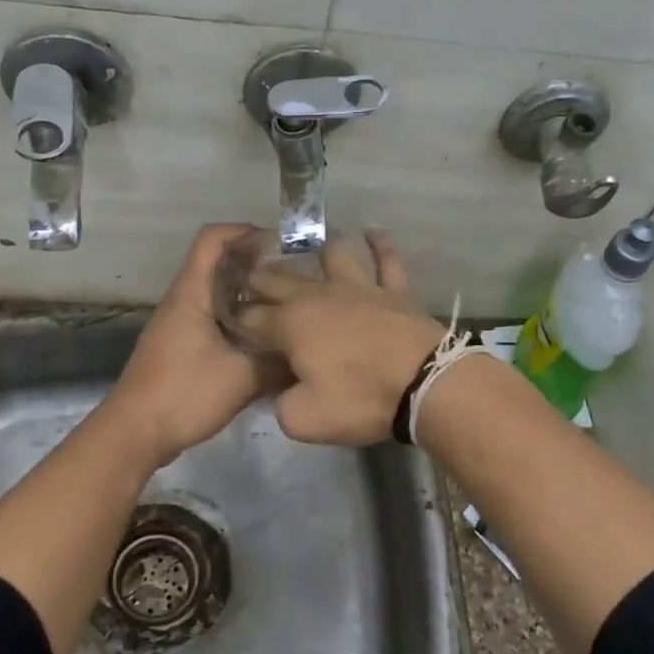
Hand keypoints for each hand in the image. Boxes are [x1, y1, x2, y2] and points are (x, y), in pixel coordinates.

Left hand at [105, 224, 272, 466]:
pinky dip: (240, 323)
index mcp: (192, 294)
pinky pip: (215, 321)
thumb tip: (309, 354)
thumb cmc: (184, 395)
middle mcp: (184, 301)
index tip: (281, 245)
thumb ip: (278, 363)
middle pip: (220, 266)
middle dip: (257, 267)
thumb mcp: (242, 378)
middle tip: (296, 281)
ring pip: (219, 296)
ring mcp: (180, 325)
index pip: (213, 239)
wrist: (135, 433)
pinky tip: (266, 343)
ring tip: (287, 310)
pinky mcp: (182, 348)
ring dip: (251, 298)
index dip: (245, 232)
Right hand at [235, 231, 444, 445]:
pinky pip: (387, 260)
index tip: (228, 323)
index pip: (251, 318)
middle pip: (279, 278)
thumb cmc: (361, 400)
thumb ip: (281, 403)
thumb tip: (282, 391)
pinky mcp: (394, 290)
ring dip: (317, 247)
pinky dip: (380, 244)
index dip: (236, 320)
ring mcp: (359, 287)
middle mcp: (318, 296)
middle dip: (258, 277)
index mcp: (290, 325)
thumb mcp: (304, 420)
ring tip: (308, 244)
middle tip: (247, 277)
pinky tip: (373, 233)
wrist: (425, 385)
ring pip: (333, 254)